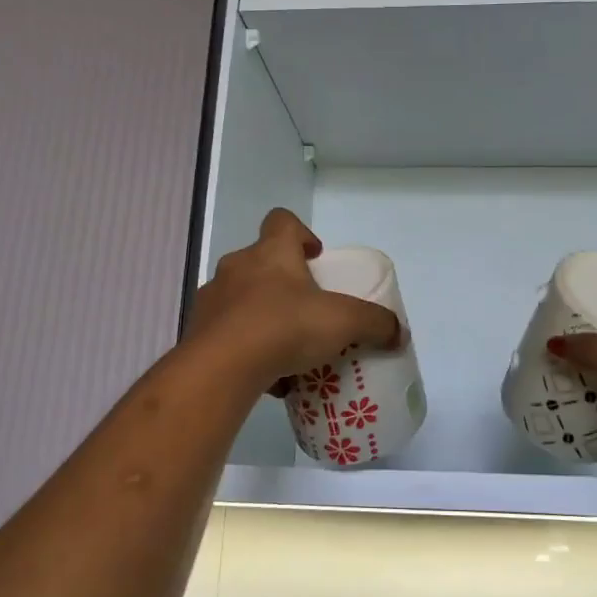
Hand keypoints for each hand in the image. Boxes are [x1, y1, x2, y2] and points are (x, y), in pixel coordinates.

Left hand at [188, 209, 401, 389]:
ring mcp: (213, 300)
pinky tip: (267, 375)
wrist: (221, 368)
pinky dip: (246, 348)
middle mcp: (237, 268)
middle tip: (307, 308)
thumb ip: (375, 324)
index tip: (315, 256)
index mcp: (272, 253)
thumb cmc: (285, 327)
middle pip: (261, 262)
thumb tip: (399, 332)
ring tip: (286, 347)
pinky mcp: (198, 333)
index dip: (300, 233)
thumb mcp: (343, 322)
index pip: (282, 221)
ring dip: (262, 315)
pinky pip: (227, 334)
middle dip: (284, 282)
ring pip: (241, 299)